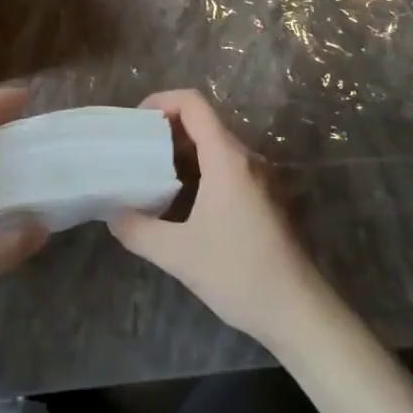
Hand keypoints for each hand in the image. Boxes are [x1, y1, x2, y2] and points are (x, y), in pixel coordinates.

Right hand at [107, 89, 326, 345]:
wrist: (299, 312)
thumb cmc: (239, 274)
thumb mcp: (178, 255)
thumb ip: (137, 230)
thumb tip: (112, 214)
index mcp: (227, 159)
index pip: (194, 104)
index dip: (162, 100)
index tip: (136, 121)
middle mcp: (247, 159)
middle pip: (204, 122)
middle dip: (166, 128)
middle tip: (135, 149)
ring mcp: (260, 178)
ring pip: (216, 146)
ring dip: (182, 151)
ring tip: (151, 173)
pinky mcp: (265, 198)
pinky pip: (227, 167)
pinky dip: (199, 169)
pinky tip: (180, 200)